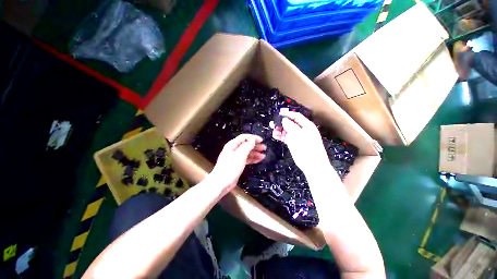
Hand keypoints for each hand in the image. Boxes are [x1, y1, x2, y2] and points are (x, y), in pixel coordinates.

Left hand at [210, 134, 265, 190]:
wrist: (221, 183)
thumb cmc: (230, 167)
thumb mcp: (240, 155)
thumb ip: (247, 146)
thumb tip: (252, 139)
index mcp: (232, 145)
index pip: (244, 137)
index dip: (253, 138)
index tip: (261, 140)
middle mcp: (234, 150)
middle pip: (246, 145)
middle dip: (255, 146)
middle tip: (264, 148)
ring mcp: (236, 157)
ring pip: (247, 152)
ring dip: (255, 153)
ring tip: (263, 155)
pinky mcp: (237, 164)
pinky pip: (246, 159)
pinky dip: (253, 159)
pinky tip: (258, 160)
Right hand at [272, 111, 328, 173]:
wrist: (312, 165)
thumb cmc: (307, 148)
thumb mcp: (298, 135)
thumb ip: (290, 126)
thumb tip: (284, 119)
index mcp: (306, 126)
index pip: (296, 116)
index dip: (287, 114)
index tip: (278, 114)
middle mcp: (302, 130)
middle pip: (290, 123)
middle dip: (281, 123)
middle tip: (273, 123)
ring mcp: (298, 137)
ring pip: (287, 131)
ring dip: (279, 130)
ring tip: (272, 130)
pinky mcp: (294, 143)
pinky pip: (286, 137)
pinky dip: (280, 136)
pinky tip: (275, 135)